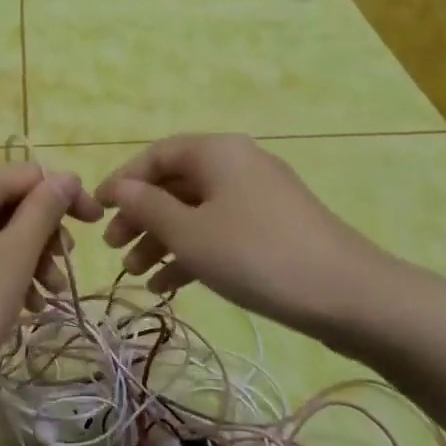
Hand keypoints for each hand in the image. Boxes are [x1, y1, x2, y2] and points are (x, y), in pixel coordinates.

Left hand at [0, 164, 102, 406]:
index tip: (95, 228)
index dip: (66, 197)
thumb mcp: (16, 255)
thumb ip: (45, 210)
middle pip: (9, 201)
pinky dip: (0, 268)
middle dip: (44, 234)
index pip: (28, 175)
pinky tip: (20, 304)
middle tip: (62, 274)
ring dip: (27, 257)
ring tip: (46, 298)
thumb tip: (66, 177)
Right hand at [97, 134, 392, 339]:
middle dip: (141, 216)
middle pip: (175, 184)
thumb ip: (147, 207)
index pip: (156, 155)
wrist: (348, 294)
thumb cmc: (255, 254)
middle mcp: (236, 164)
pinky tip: (169, 286)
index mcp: (216, 152)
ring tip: (136, 275)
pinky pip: (220, 230)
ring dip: (163, 239)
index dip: (122, 181)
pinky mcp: (272, 227)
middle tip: (114, 249)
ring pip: (196, 211)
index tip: (96, 212)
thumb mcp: (190, 233)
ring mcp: (257, 196)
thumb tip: (119, 188)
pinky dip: (193, 252)